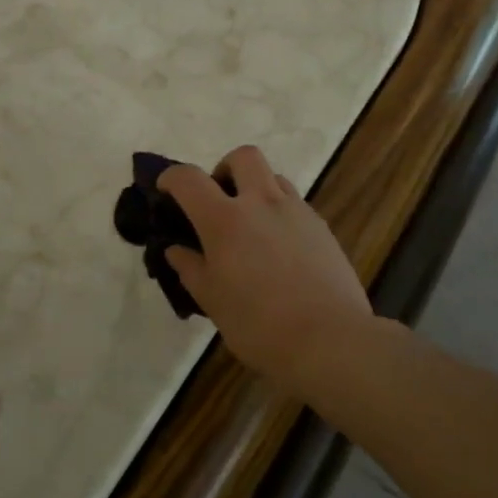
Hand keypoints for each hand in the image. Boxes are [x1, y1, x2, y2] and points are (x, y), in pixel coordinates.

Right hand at [160, 146, 373, 397]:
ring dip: (256, 189)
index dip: (172, 177)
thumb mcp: (213, 302)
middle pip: (243, 157)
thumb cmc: (260, 326)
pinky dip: (280, 213)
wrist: (331, 341)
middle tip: (219, 199)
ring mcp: (296, 212)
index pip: (189, 179)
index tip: (165, 189)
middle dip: (225, 168)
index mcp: (225, 220)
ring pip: (274, 177)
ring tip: (251, 225)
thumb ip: (191, 269)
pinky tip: (279, 249)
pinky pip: (295, 205)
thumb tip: (175, 250)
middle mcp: (261, 203)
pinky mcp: (322, 228)